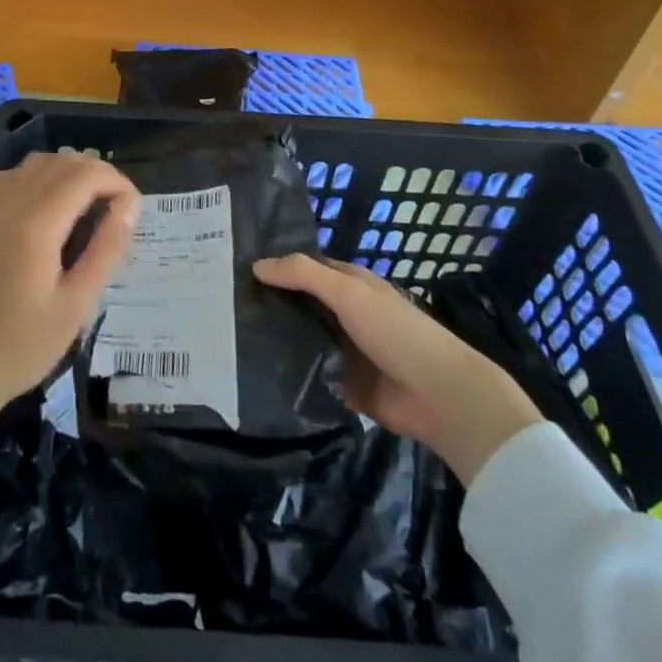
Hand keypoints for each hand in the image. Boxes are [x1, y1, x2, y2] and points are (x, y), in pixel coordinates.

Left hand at [0, 152, 140, 441]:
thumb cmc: (21, 345)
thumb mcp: (76, 306)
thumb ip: (106, 250)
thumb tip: (130, 208)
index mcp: (38, 223)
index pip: (86, 175)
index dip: (118, 183)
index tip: (134, 213)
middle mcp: (12, 202)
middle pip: (63, 162)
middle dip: (98, 174)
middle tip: (119, 210)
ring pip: (38, 162)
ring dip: (70, 171)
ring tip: (91, 204)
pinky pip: (15, 175)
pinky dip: (41, 176)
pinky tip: (51, 205)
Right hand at [253, 254, 542, 484]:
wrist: (439, 396)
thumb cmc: (395, 331)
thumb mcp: (348, 293)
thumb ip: (303, 275)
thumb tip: (255, 265)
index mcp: (350, 285)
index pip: (305, 269)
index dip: (275, 267)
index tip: (234, 269)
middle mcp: (345, 314)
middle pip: (300, 305)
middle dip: (269, 304)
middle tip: (222, 305)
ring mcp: (344, 351)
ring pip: (301, 339)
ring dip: (276, 340)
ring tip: (229, 338)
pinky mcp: (343, 386)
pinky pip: (309, 375)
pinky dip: (289, 374)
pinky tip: (254, 372)